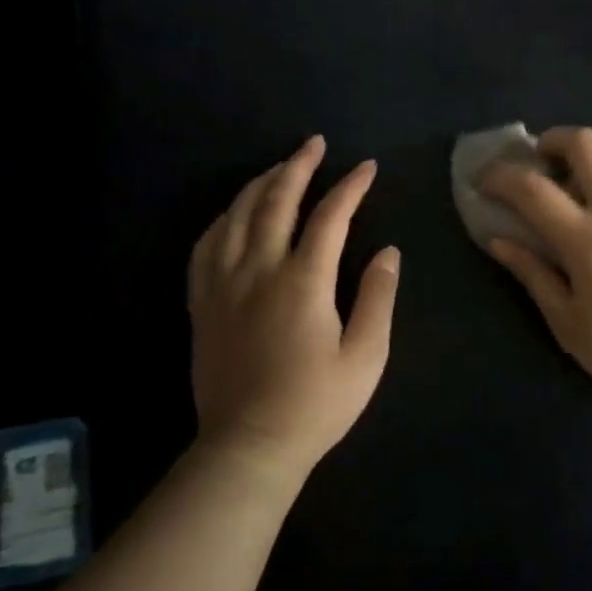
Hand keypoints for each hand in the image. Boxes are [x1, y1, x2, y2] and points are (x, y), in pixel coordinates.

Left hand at [187, 136, 399, 480]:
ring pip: (236, 216)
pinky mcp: (203, 304)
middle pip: (275, 202)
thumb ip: (378, 297)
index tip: (366, 167)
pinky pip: (206, 246)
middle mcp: (258, 271)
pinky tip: (233, 213)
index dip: (350, 187)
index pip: (329, 217)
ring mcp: (223, 285)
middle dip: (298, 166)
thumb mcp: (366, 355)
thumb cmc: (317, 403)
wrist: (249, 446)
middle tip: (314, 144)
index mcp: (303, 282)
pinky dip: (224, 218)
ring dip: (260, 184)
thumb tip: (388, 252)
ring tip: (279, 167)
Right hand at [479, 127, 591, 405]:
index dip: (500, 176)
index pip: (531, 188)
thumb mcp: (568, 323)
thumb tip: (498, 240)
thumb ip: (533, 274)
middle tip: (543, 160)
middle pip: (584, 144)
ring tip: (588, 170)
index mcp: (585, 239)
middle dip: (553, 141)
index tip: (484, 180)